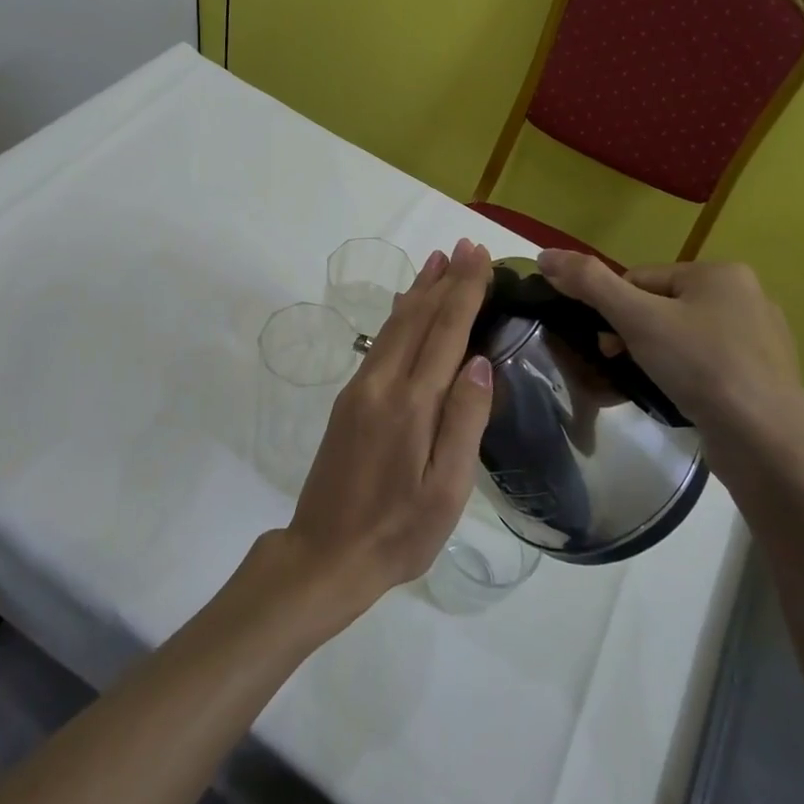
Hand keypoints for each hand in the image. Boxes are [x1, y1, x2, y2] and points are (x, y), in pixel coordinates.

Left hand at [277, 239, 495, 613]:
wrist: (324, 555)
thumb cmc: (398, 532)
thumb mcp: (446, 491)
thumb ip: (464, 422)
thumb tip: (479, 361)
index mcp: (411, 404)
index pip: (445, 332)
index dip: (464, 292)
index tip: (479, 257)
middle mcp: (381, 384)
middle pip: (417, 318)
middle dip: (444, 280)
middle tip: (465, 247)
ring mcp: (360, 390)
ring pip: (394, 326)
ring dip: (419, 291)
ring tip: (438, 262)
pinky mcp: (349, 401)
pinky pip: (380, 343)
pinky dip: (400, 315)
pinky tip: (405, 307)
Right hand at [536, 249, 803, 480]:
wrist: (768, 444)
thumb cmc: (702, 367)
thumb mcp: (637, 319)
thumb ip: (590, 283)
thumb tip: (545, 254)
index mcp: (720, 272)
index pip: (641, 278)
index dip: (615, 309)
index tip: (608, 343)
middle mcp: (746, 297)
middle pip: (662, 307)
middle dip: (633, 335)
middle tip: (621, 365)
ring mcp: (760, 340)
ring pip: (682, 338)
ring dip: (655, 357)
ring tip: (647, 385)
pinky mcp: (763, 377)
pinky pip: (707, 366)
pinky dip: (685, 378)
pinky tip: (679, 399)